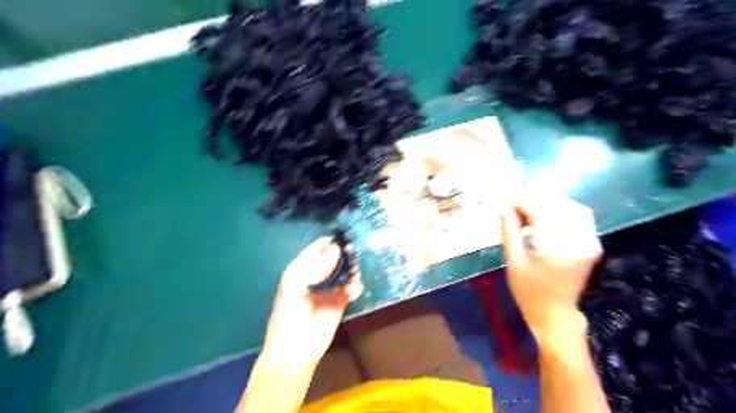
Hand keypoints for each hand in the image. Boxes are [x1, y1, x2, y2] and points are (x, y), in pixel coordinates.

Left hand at [264, 238, 362, 366]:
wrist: (295, 349)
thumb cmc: (288, 315)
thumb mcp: (297, 286)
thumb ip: (317, 267)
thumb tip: (336, 248)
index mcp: (302, 268)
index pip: (318, 248)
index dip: (331, 243)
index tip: (344, 242)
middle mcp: (318, 274)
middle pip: (336, 257)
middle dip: (345, 257)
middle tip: (351, 261)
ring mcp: (330, 288)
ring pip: (346, 271)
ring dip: (352, 272)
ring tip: (350, 282)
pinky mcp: (341, 301)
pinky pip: (352, 287)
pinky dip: (356, 286)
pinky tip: (353, 293)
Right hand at [503, 190, 599, 338]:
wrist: (555, 314)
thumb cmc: (529, 292)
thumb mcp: (513, 262)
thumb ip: (510, 232)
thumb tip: (504, 207)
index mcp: (556, 250)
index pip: (541, 212)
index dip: (522, 201)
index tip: (506, 200)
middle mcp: (578, 243)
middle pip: (559, 206)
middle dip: (535, 198)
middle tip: (515, 202)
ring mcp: (590, 243)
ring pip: (573, 208)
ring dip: (550, 202)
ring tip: (529, 206)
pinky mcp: (592, 245)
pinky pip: (581, 217)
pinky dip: (563, 210)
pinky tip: (546, 214)